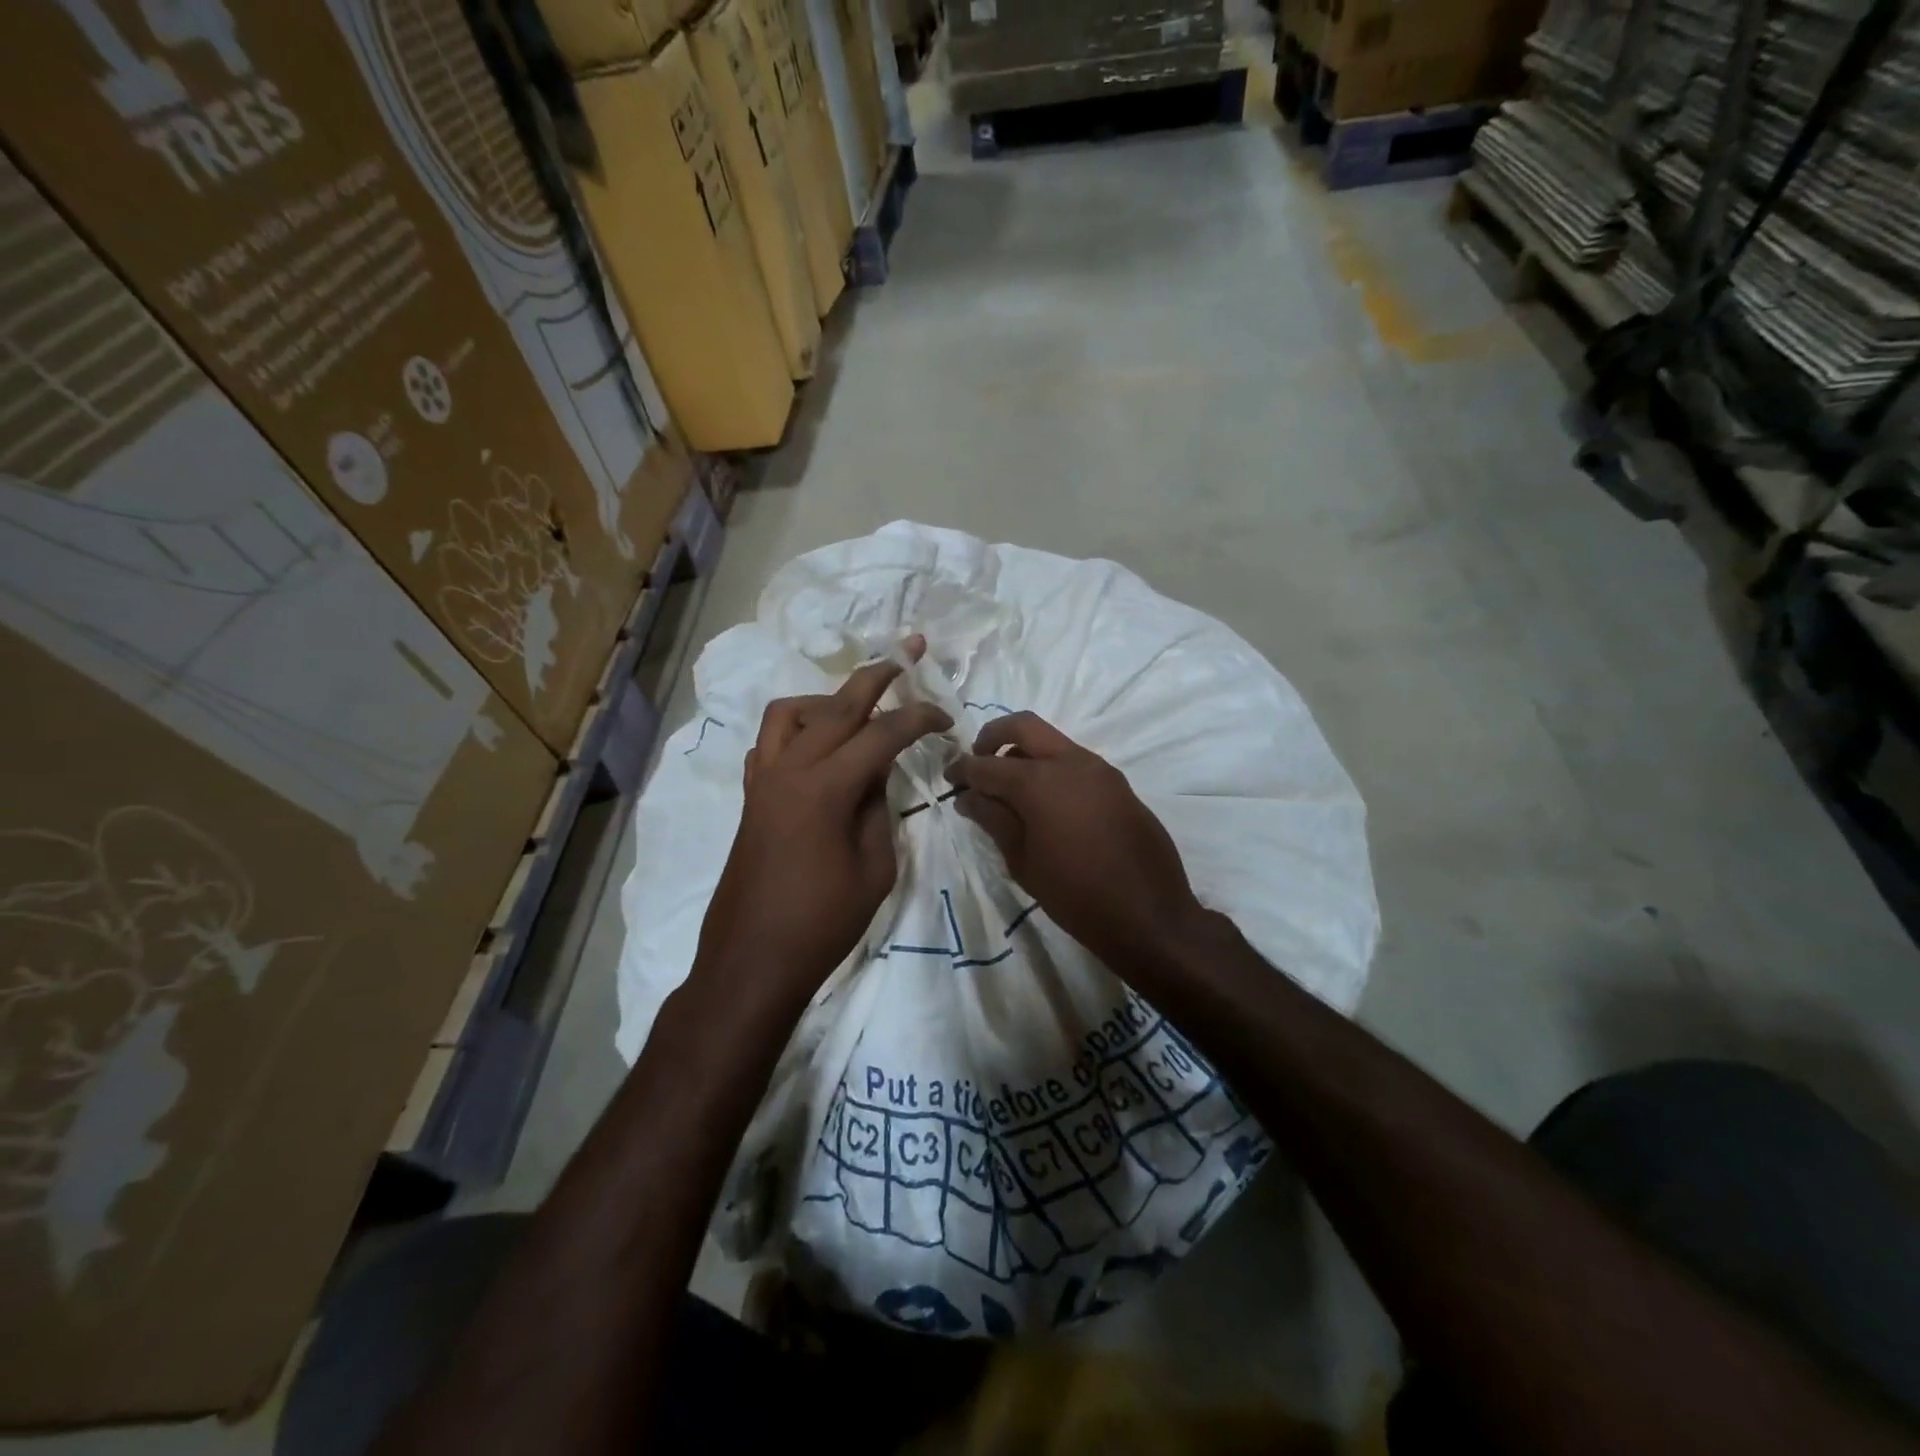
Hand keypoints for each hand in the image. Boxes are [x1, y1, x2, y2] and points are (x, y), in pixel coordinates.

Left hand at [692, 638, 951, 1017]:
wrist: (752, 961)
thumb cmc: (823, 923)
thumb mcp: (875, 867)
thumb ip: (880, 809)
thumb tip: (877, 773)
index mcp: (826, 788)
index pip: (882, 733)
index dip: (919, 718)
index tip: (946, 718)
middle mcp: (789, 770)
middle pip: (836, 704)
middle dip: (877, 674)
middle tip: (907, 651)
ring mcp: (763, 781)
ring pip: (789, 712)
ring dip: (826, 700)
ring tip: (857, 712)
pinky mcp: (751, 797)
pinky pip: (770, 743)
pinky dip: (796, 731)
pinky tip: (818, 750)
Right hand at [945, 713, 1206, 976]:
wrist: (1149, 914)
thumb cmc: (1075, 895)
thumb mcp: (1023, 862)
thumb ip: (993, 820)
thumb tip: (968, 797)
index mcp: (1040, 781)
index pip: (988, 764)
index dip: (963, 769)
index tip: (948, 778)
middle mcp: (1070, 762)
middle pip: (1023, 725)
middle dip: (993, 737)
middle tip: (978, 764)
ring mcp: (1099, 769)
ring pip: (1052, 741)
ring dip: (1025, 753)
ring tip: (1009, 788)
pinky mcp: (1117, 783)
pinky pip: (1075, 762)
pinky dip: (1051, 768)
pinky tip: (1045, 803)